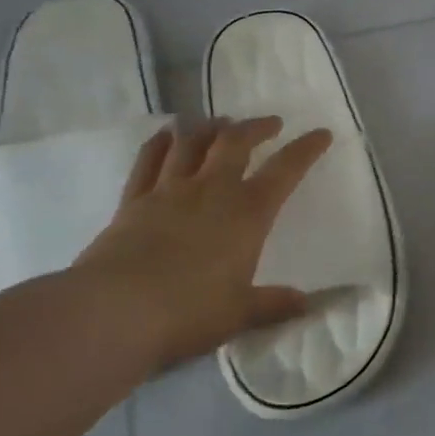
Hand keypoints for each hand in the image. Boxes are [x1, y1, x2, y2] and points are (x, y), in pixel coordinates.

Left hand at [70, 117, 330, 369]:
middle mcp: (212, 190)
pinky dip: (161, 143)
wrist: (113, 312)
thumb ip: (273, 304)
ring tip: (220, 122)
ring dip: (210, 128)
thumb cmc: (188, 312)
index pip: (286, 170)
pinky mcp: (133, 202)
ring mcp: (169, 191)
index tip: (321, 134)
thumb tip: (307, 305)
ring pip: (192, 143)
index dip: (306, 149)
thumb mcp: (240, 313)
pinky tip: (167, 135)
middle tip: (270, 123)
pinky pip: (149, 161)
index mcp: (248, 213)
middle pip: (236, 142)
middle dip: (256, 128)